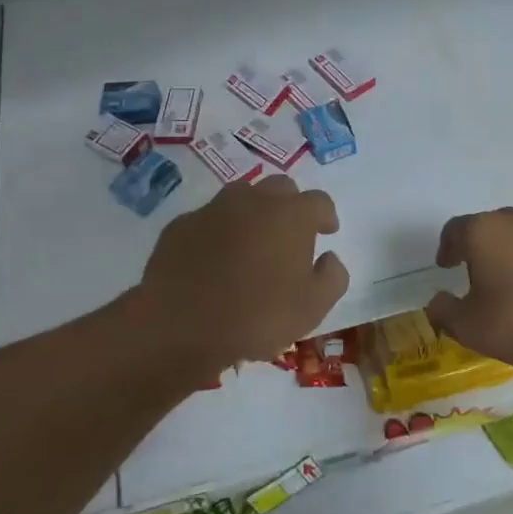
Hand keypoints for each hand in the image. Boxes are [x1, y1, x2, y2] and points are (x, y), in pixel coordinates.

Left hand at [135, 176, 347, 368]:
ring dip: (252, 212)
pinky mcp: (181, 225)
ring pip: (241, 197)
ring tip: (251, 243)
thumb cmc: (257, 316)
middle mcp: (254, 200)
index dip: (326, 216)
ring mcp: (213, 209)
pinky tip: (214, 258)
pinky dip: (217, 232)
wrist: (180, 325)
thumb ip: (332, 277)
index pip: (319, 201)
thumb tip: (329, 258)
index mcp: (291, 215)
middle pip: (280, 188)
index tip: (326, 232)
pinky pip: (208, 219)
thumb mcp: (312, 308)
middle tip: (289, 235)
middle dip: (289, 206)